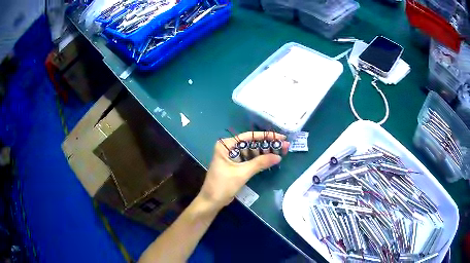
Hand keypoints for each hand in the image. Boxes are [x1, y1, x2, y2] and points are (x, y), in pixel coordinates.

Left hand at [198, 132, 289, 210]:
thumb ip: (260, 163)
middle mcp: (229, 148)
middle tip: (284, 146)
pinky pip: (249, 160)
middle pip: (251, 143)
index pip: (248, 137)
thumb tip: (278, 157)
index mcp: (226, 145)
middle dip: (267, 145)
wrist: (212, 202)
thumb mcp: (242, 173)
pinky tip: (271, 159)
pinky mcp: (235, 166)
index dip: (265, 136)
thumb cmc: (223, 185)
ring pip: (252, 152)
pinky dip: (260, 160)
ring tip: (281, 152)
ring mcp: (232, 157)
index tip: (280, 137)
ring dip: (265, 152)